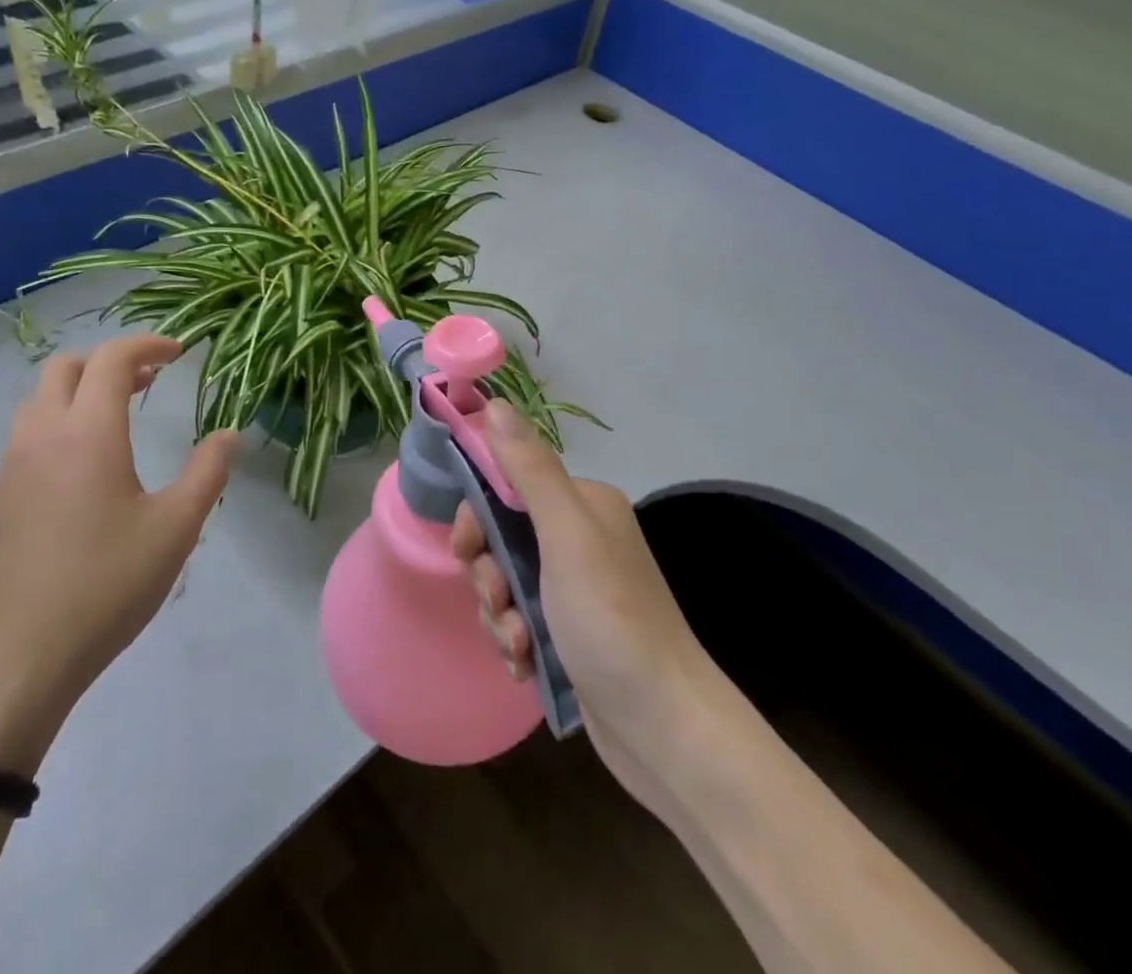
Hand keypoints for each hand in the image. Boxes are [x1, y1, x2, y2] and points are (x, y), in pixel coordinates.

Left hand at [0, 335, 238, 773]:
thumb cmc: (105, 585)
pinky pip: (28, 433)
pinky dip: (60, 421)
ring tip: (120, 416)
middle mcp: (42, 435)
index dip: (148, 344)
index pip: (112, 359)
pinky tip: (87, 465)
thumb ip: (207, 472)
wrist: (14, 659)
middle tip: (150, 380)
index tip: (180, 352)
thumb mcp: (176, 528)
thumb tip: (229, 434)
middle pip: (66, 367)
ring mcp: (12, 467)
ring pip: (40, 398)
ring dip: (80, 389)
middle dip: (110, 361)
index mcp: (88, 432)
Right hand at [451, 401, 734, 823]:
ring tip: (518, 648)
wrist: (664, 728)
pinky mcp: (571, 633)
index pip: (508, 485)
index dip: (478, 515)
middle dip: (488, 574)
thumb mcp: (566, 536)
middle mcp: (580, 538)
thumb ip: (529, 469)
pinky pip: (521, 620)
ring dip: (500, 615)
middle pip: (502, 537)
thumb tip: (494, 402)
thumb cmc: (611, 619)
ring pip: (506, 583)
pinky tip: (525, 667)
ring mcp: (576, 588)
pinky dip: (515, 642)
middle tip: (498, 603)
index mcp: (582, 504)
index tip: (466, 549)